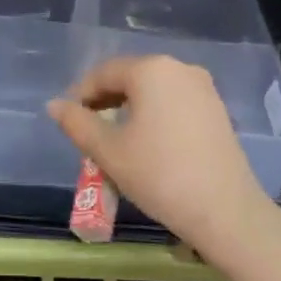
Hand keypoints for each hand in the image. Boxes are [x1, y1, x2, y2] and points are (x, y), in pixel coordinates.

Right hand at [47, 55, 280, 268]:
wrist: (225, 211)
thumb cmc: (159, 174)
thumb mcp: (108, 150)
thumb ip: (76, 123)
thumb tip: (54, 105)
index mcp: (151, 70)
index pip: (103, 73)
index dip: (80, 94)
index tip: (68, 121)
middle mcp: (179, 69)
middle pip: (129, 78)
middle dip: (105, 102)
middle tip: (88, 132)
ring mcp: (203, 89)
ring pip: (152, 91)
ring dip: (128, 110)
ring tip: (114, 141)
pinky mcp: (216, 110)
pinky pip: (173, 103)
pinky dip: (153, 116)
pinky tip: (146, 145)